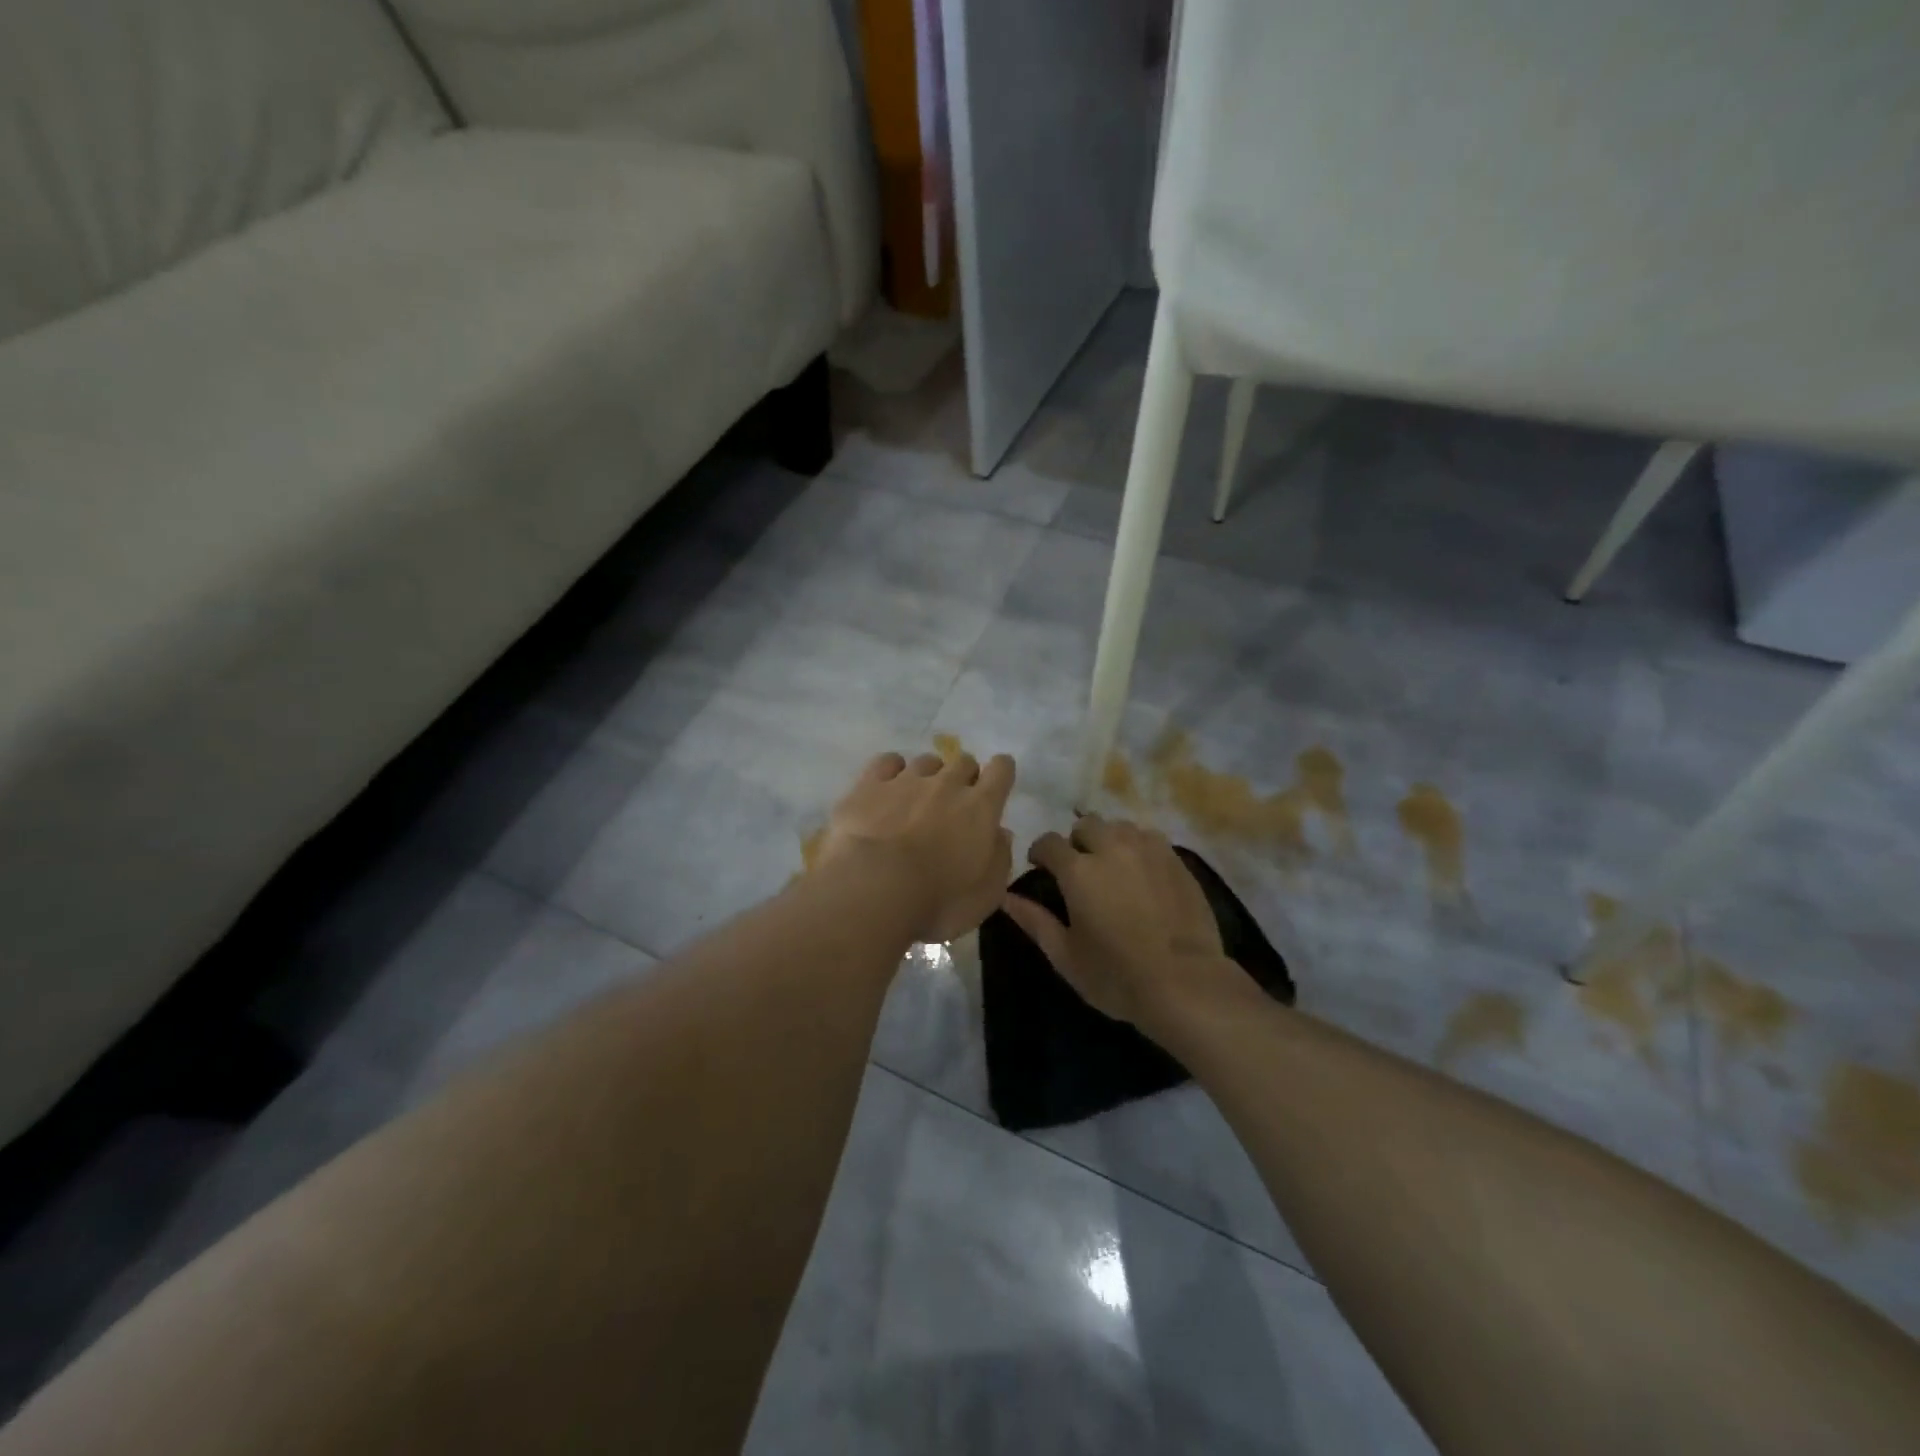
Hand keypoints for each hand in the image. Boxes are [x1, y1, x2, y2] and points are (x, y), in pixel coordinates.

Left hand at [815, 750, 1016, 942]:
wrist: (872, 889)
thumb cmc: (937, 901)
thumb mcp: (986, 895)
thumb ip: (999, 859)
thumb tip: (1000, 834)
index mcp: (980, 808)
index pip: (1001, 770)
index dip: (1001, 772)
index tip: (996, 785)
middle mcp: (946, 784)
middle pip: (963, 761)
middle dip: (964, 776)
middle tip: (955, 803)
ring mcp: (905, 780)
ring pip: (926, 761)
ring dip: (928, 775)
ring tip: (918, 798)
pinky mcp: (869, 785)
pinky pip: (887, 762)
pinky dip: (891, 770)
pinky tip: (887, 786)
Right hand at [1002, 814, 1241, 1026]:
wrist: (1187, 983)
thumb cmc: (1117, 976)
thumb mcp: (1066, 956)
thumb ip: (1034, 921)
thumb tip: (1005, 897)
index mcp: (1079, 871)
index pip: (1050, 842)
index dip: (1041, 852)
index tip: (1040, 868)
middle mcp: (1112, 848)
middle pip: (1087, 824)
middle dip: (1077, 841)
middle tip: (1079, 869)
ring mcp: (1149, 850)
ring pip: (1120, 827)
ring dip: (1109, 840)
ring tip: (1111, 867)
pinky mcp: (1177, 859)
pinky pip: (1149, 838)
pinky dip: (1137, 847)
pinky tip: (1141, 873)